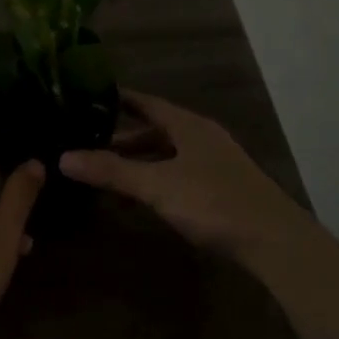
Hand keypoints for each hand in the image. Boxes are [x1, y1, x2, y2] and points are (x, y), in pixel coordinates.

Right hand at [58, 90, 312, 264]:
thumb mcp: (156, 185)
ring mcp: (215, 161)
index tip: (88, 98)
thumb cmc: (212, 202)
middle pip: (157, 128)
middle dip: (123, 136)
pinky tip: (144, 194)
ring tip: (109, 170)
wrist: (274, 241)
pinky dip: (157, 176)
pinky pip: (180, 171)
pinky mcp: (223, 186)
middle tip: (88, 141)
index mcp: (188, 125)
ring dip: (140, 159)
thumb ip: (111, 171)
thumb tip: (63, 157)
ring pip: (169, 152)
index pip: (146, 102)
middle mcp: (202, 136)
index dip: (118, 99)